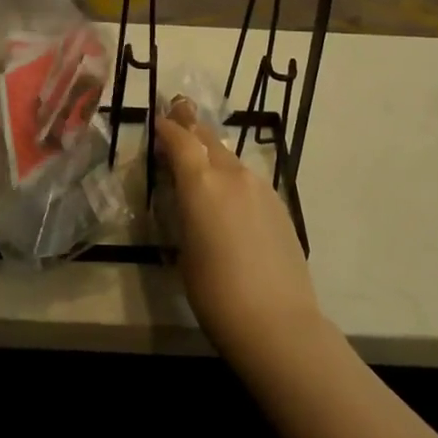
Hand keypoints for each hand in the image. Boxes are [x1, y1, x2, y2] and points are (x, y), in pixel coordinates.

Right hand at [155, 98, 322, 363]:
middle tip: (178, 115)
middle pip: (208, 139)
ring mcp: (261, 188)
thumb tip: (186, 199)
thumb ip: (184, 213)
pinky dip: (233, 176)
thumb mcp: (185, 251)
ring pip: (230, 158)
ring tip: (201, 157)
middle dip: (191, 127)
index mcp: (201, 183)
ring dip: (213, 152)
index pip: (180, 140)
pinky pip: (248, 179)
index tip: (158, 121)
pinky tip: (229, 194)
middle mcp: (232, 175)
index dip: (167, 129)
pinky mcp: (279, 205)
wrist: (278, 321)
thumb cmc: (216, 293)